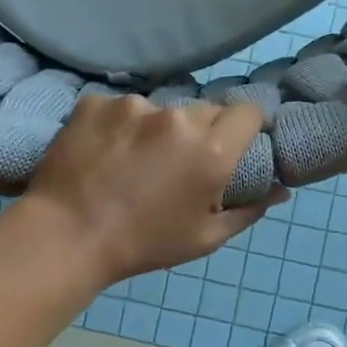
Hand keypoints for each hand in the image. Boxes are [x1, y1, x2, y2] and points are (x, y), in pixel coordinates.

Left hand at [24, 94, 283, 283]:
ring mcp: (134, 106)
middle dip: (201, 131)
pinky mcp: (97, 102)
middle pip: (205, 110)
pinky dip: (118, 125)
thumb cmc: (143, 244)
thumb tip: (280, 191)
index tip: (235, 143)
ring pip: (160, 109)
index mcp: (212, 150)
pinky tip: (103, 152)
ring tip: (132, 160)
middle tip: (179, 162)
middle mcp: (178, 118)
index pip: (249, 111)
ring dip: (157, 128)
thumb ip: (248, 210)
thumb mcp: (204, 238)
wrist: (66, 236)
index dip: (246, 126)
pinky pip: (120, 108)